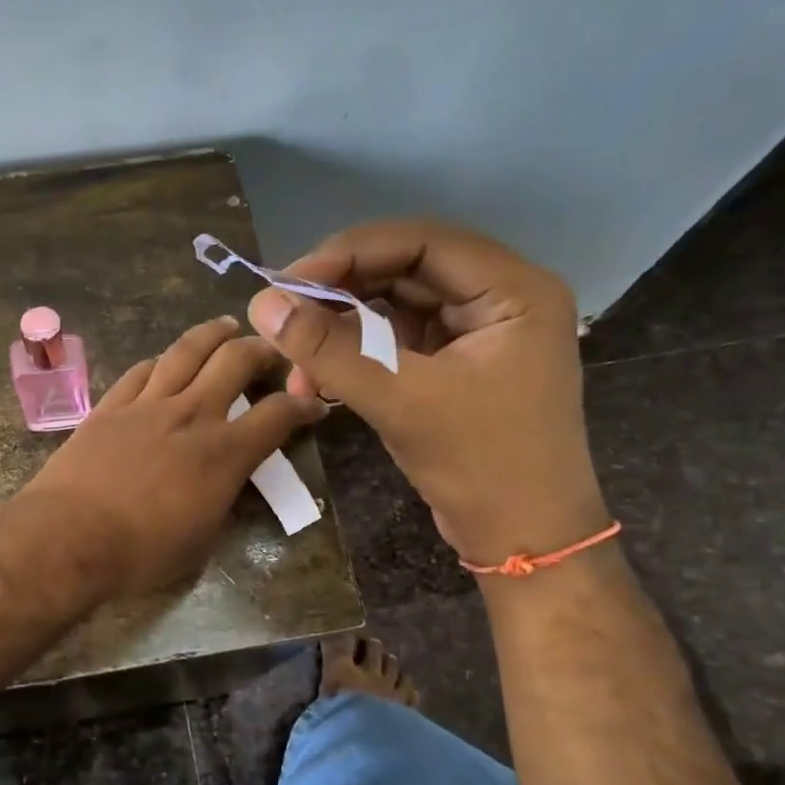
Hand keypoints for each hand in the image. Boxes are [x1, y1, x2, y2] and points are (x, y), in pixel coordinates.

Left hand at [16, 316, 327, 600]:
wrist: (68, 537)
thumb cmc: (141, 553)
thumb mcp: (202, 539)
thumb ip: (222, 498)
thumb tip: (225, 481)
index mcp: (224, 453)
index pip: (277, 415)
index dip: (303, 405)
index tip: (313, 402)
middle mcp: (191, 414)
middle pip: (235, 361)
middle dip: (261, 349)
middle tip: (271, 348)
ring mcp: (147, 404)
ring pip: (186, 352)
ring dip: (211, 335)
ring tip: (224, 326)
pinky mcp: (110, 406)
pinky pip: (141, 371)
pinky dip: (160, 361)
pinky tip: (164, 360)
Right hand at [246, 221, 606, 566]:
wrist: (523, 542)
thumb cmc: (481, 466)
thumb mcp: (400, 401)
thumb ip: (328, 349)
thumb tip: (260, 303)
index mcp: (512, 291)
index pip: (420, 243)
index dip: (349, 254)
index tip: (288, 283)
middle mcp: (498, 298)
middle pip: (403, 271)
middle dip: (338, 295)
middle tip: (282, 317)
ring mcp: (477, 332)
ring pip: (394, 307)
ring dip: (340, 330)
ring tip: (297, 362)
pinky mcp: (455, 363)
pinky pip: (395, 340)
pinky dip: (355, 354)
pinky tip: (318, 377)